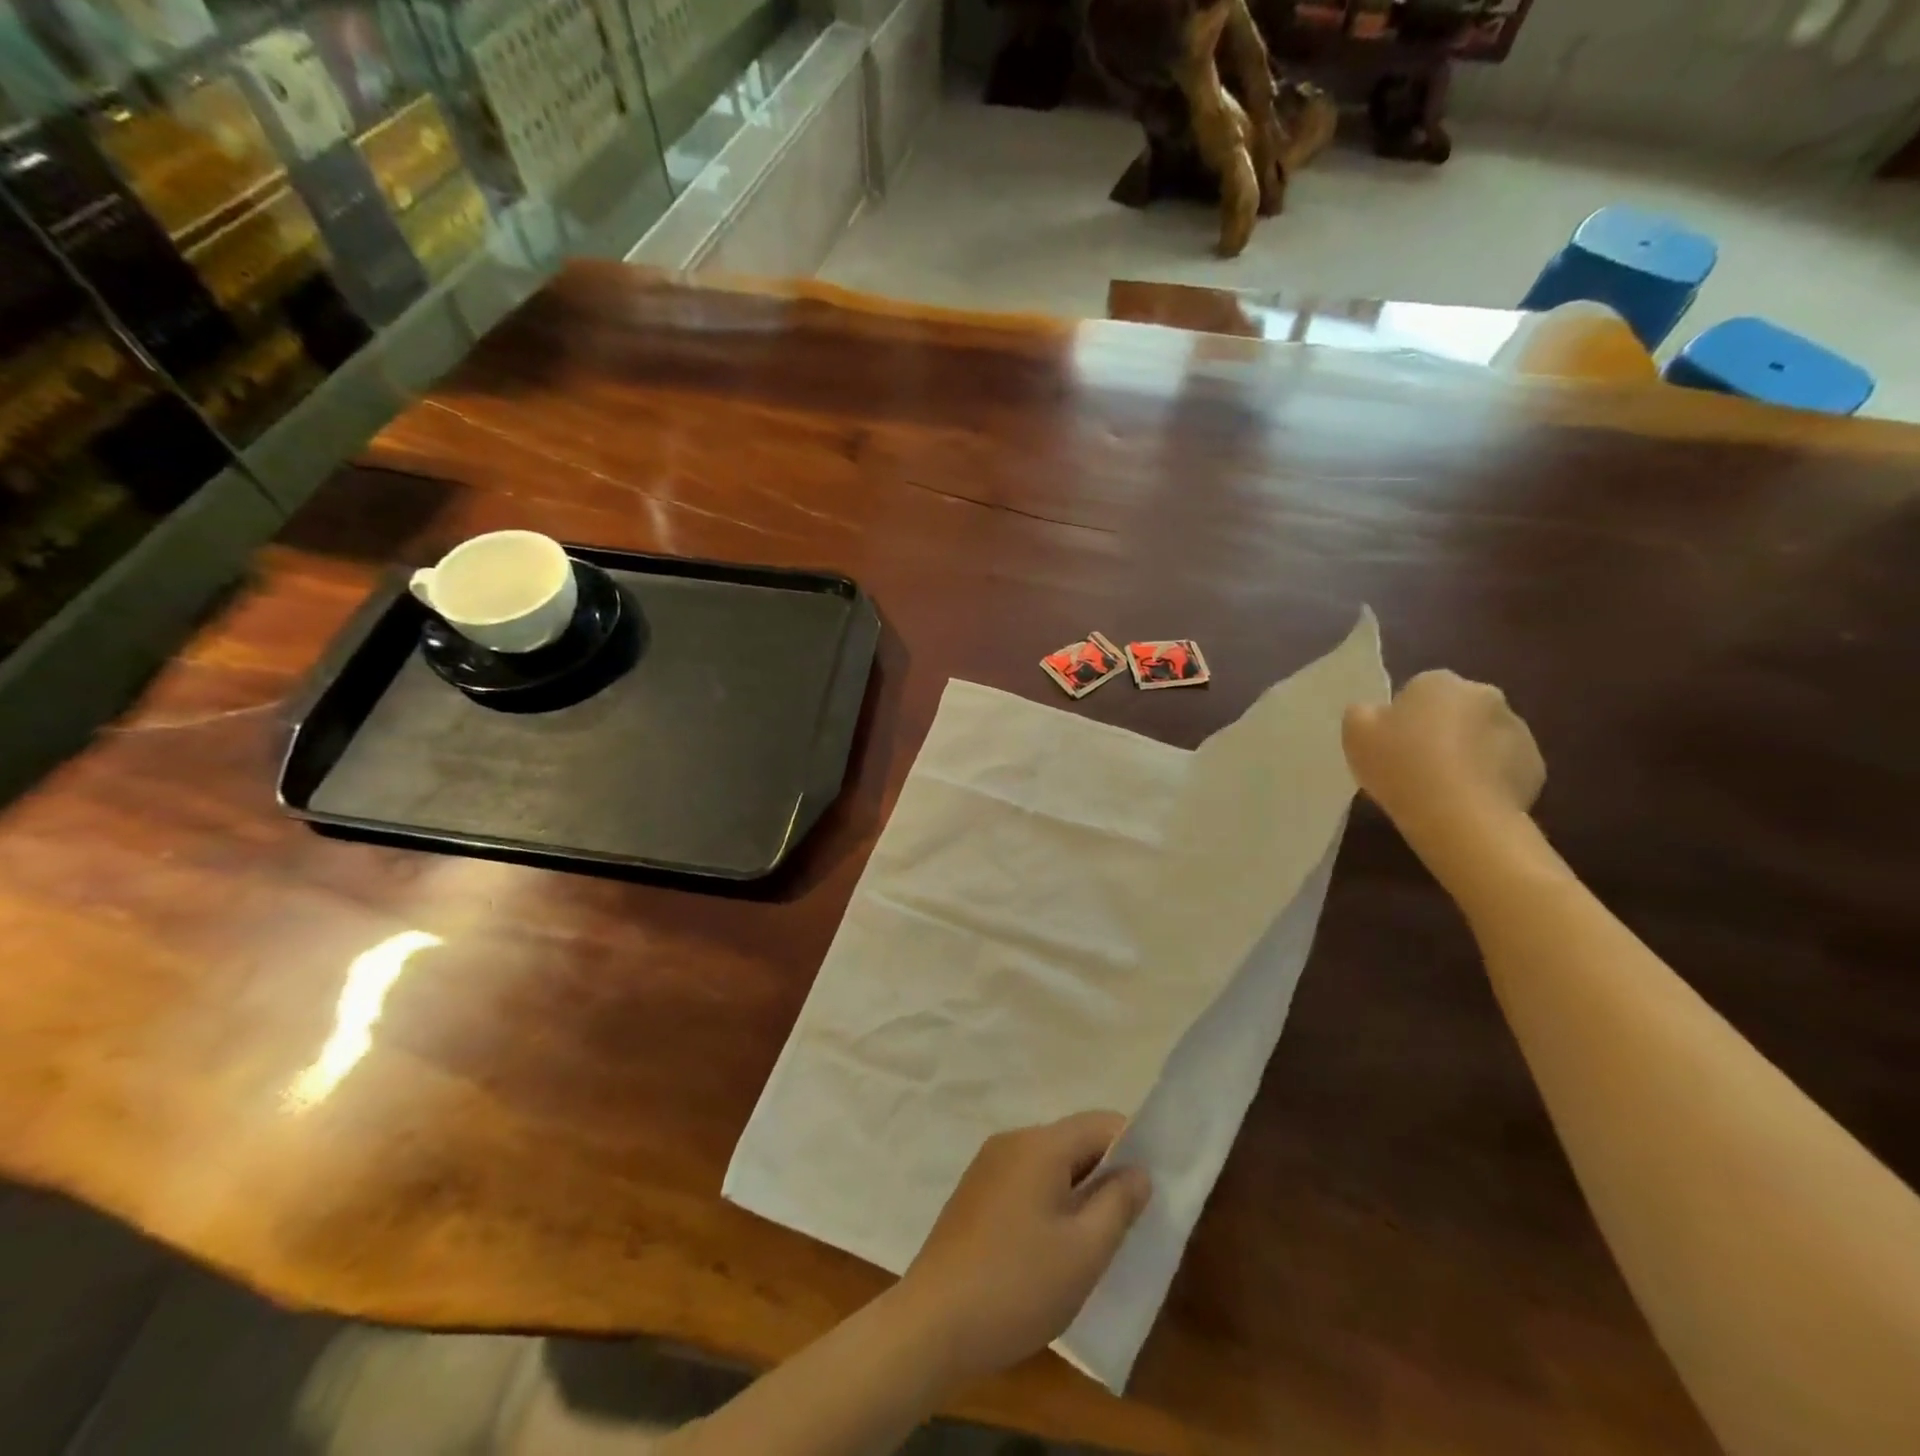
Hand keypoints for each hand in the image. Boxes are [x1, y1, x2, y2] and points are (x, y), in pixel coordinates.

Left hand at [898, 1113, 1151, 1382]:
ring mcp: (988, 1165)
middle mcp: (1012, 1141)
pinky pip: (1025, 1180)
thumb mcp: (1084, 1252)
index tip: (1156, 1183)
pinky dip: (1050, 1199)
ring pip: (1049, 1163)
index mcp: (1040, 1145)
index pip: (1099, 1123)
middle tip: (1133, 1219)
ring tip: (1099, 1236)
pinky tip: (1056, 1244)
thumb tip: (1138, 1171)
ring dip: (1078, 1189)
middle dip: (1106, 1172)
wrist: (934, 1322)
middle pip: (1073, 1141)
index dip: (1133, 1145)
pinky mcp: (975, 1193)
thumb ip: (1118, 1204)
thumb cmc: (1018, 1284)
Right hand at [1343, 671, 1544, 851]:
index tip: (1390, 744)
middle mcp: (1484, 695)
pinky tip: (1465, 800)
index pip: (1417, 690)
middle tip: (1414, 765)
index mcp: (1439, 682)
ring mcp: (1517, 730)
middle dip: (1439, 730)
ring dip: (1465, 753)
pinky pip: (1503, 766)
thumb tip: (1374, 711)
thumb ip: (1362, 712)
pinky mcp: (1535, 766)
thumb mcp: (1355, 732)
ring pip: (1482, 737)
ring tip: (1440, 788)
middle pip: (1455, 710)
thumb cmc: (1399, 765)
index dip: (1401, 717)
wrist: (1458, 815)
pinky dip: (1487, 778)